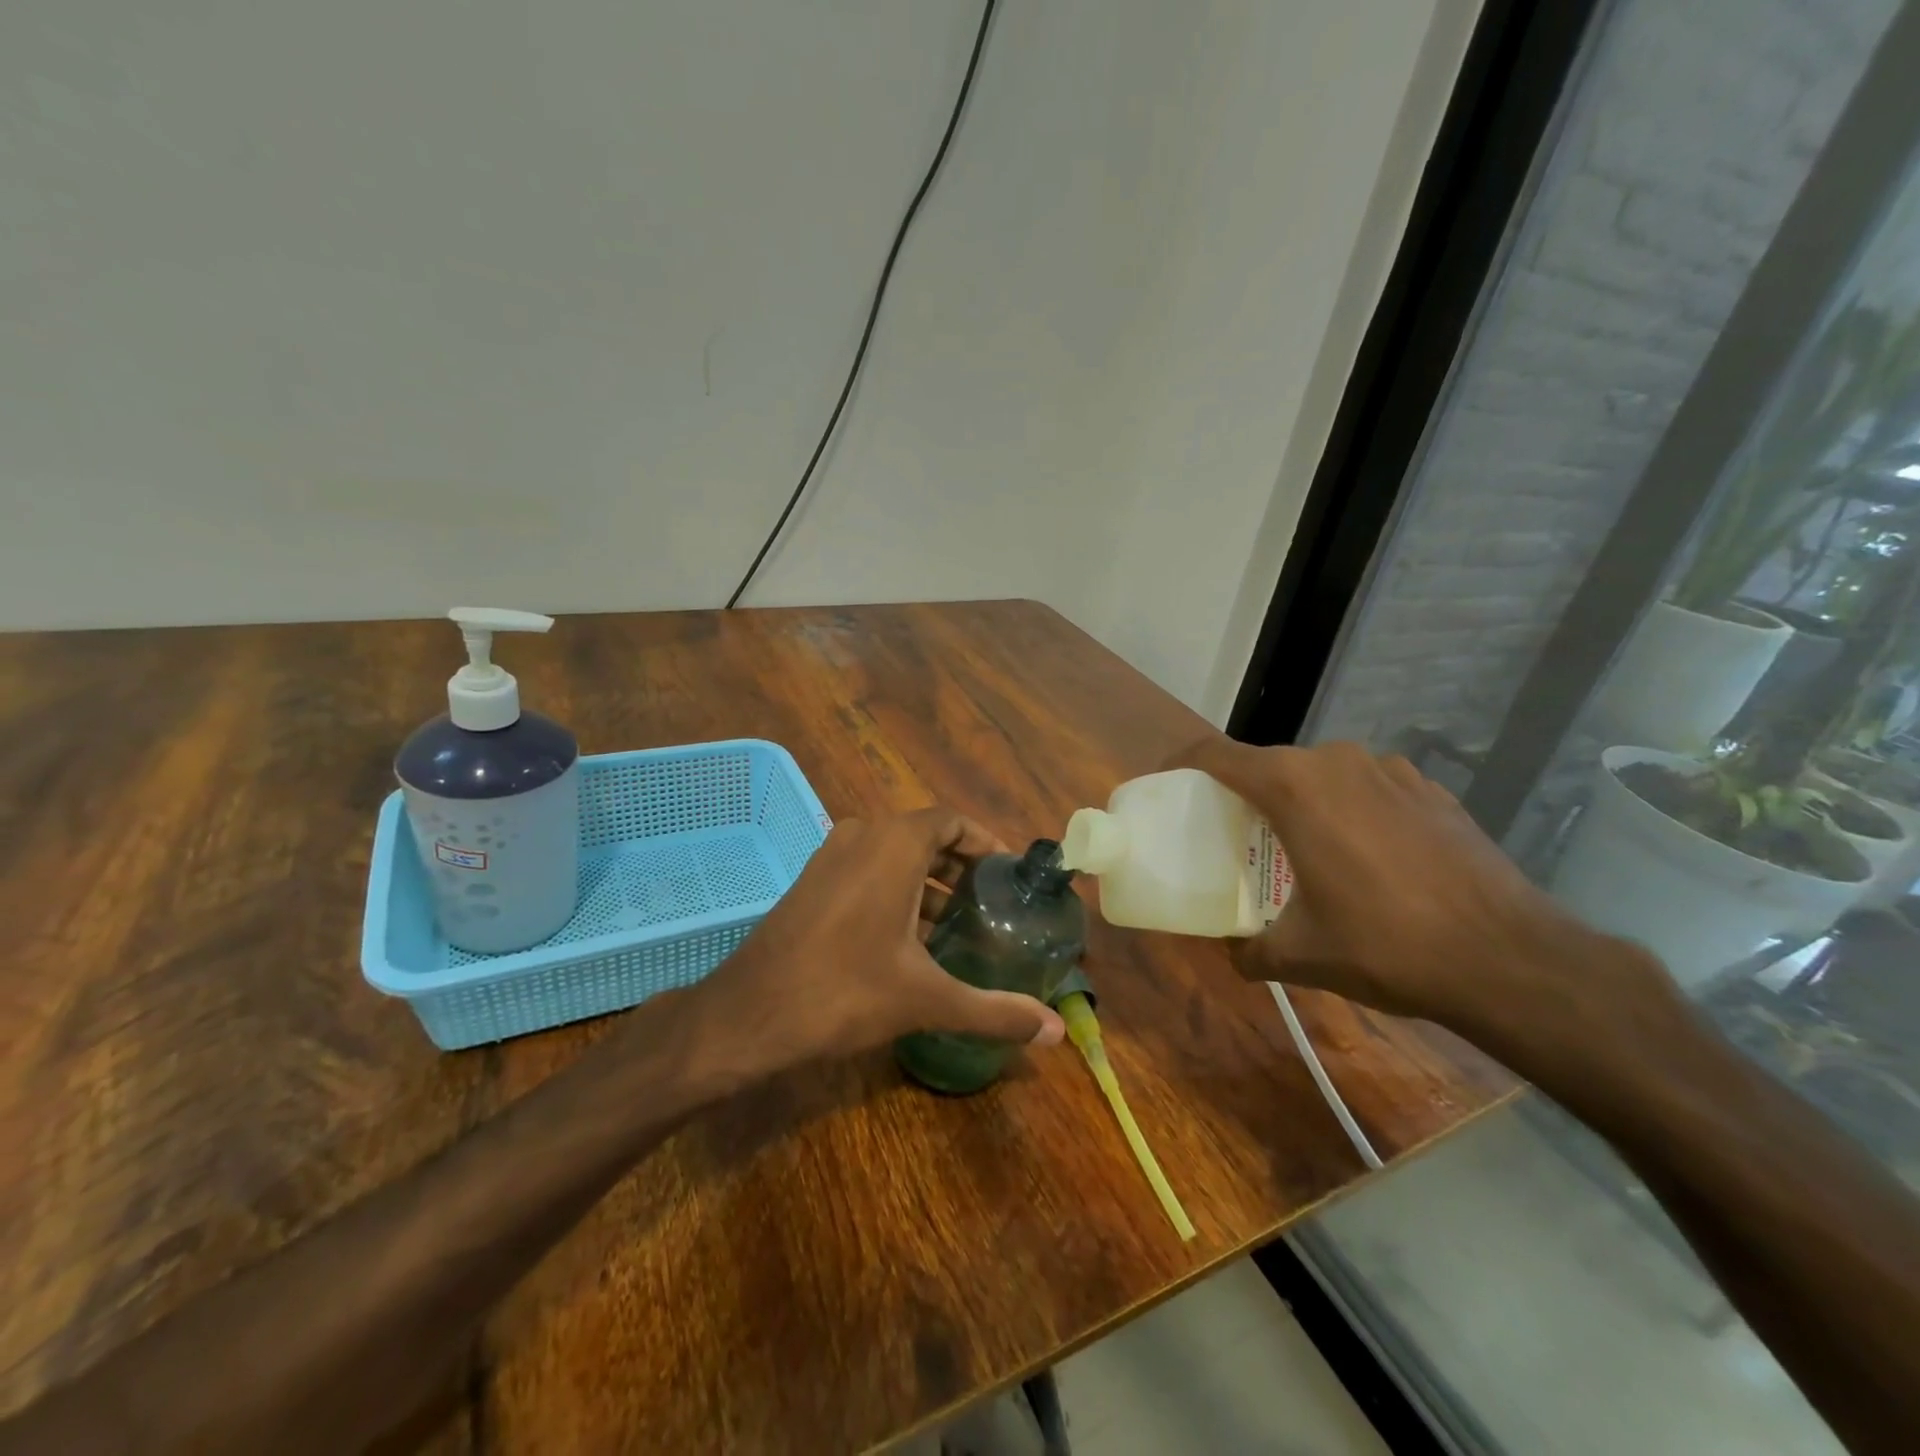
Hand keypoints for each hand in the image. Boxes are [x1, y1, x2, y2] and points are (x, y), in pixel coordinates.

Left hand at [693, 808, 1066, 1077]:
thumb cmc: (844, 991)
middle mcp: (861, 836)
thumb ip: (994, 1010)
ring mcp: (830, 857)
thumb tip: (1056, 1034)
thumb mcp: (926, 999)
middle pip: (923, 835)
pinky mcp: (810, 882)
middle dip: (959, 865)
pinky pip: (865, 870)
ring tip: (956, 923)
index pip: (951, 820)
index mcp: (893, 844)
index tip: (1008, 873)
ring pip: (891, 854)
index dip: (984, 841)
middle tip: (990, 901)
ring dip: (926, 881)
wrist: (748, 1014)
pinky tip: (908, 939)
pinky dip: (894, 890)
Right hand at [1169, 736, 1663, 1050]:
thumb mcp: (1300, 955)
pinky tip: (1363, 853)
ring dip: (1298, 799)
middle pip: (1268, 763)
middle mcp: (1336, 761)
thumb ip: (1250, 949)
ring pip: (1320, 773)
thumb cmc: (1386, 944)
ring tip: (1297, 844)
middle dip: (1241, 791)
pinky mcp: (1429, 788)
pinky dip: (1348, 808)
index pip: (1216, 755)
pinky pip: (1366, 786)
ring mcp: (1390, 770)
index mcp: (1292, 786)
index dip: (1182, 764)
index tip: (1168, 785)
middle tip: (1230, 832)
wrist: (1510, 957)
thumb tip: (1232, 951)